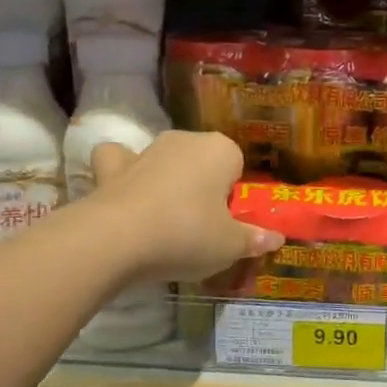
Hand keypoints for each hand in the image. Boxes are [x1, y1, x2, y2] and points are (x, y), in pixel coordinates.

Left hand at [88, 133, 281, 282]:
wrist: (115, 240)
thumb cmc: (187, 234)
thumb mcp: (231, 246)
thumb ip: (254, 239)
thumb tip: (276, 238)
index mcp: (221, 150)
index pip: (238, 166)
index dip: (234, 195)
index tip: (228, 222)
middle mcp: (185, 140)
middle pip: (202, 161)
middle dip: (203, 185)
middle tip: (202, 227)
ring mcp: (145, 150)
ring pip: (164, 159)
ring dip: (166, 179)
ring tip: (165, 218)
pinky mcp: (110, 168)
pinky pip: (121, 162)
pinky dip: (123, 172)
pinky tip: (126, 192)